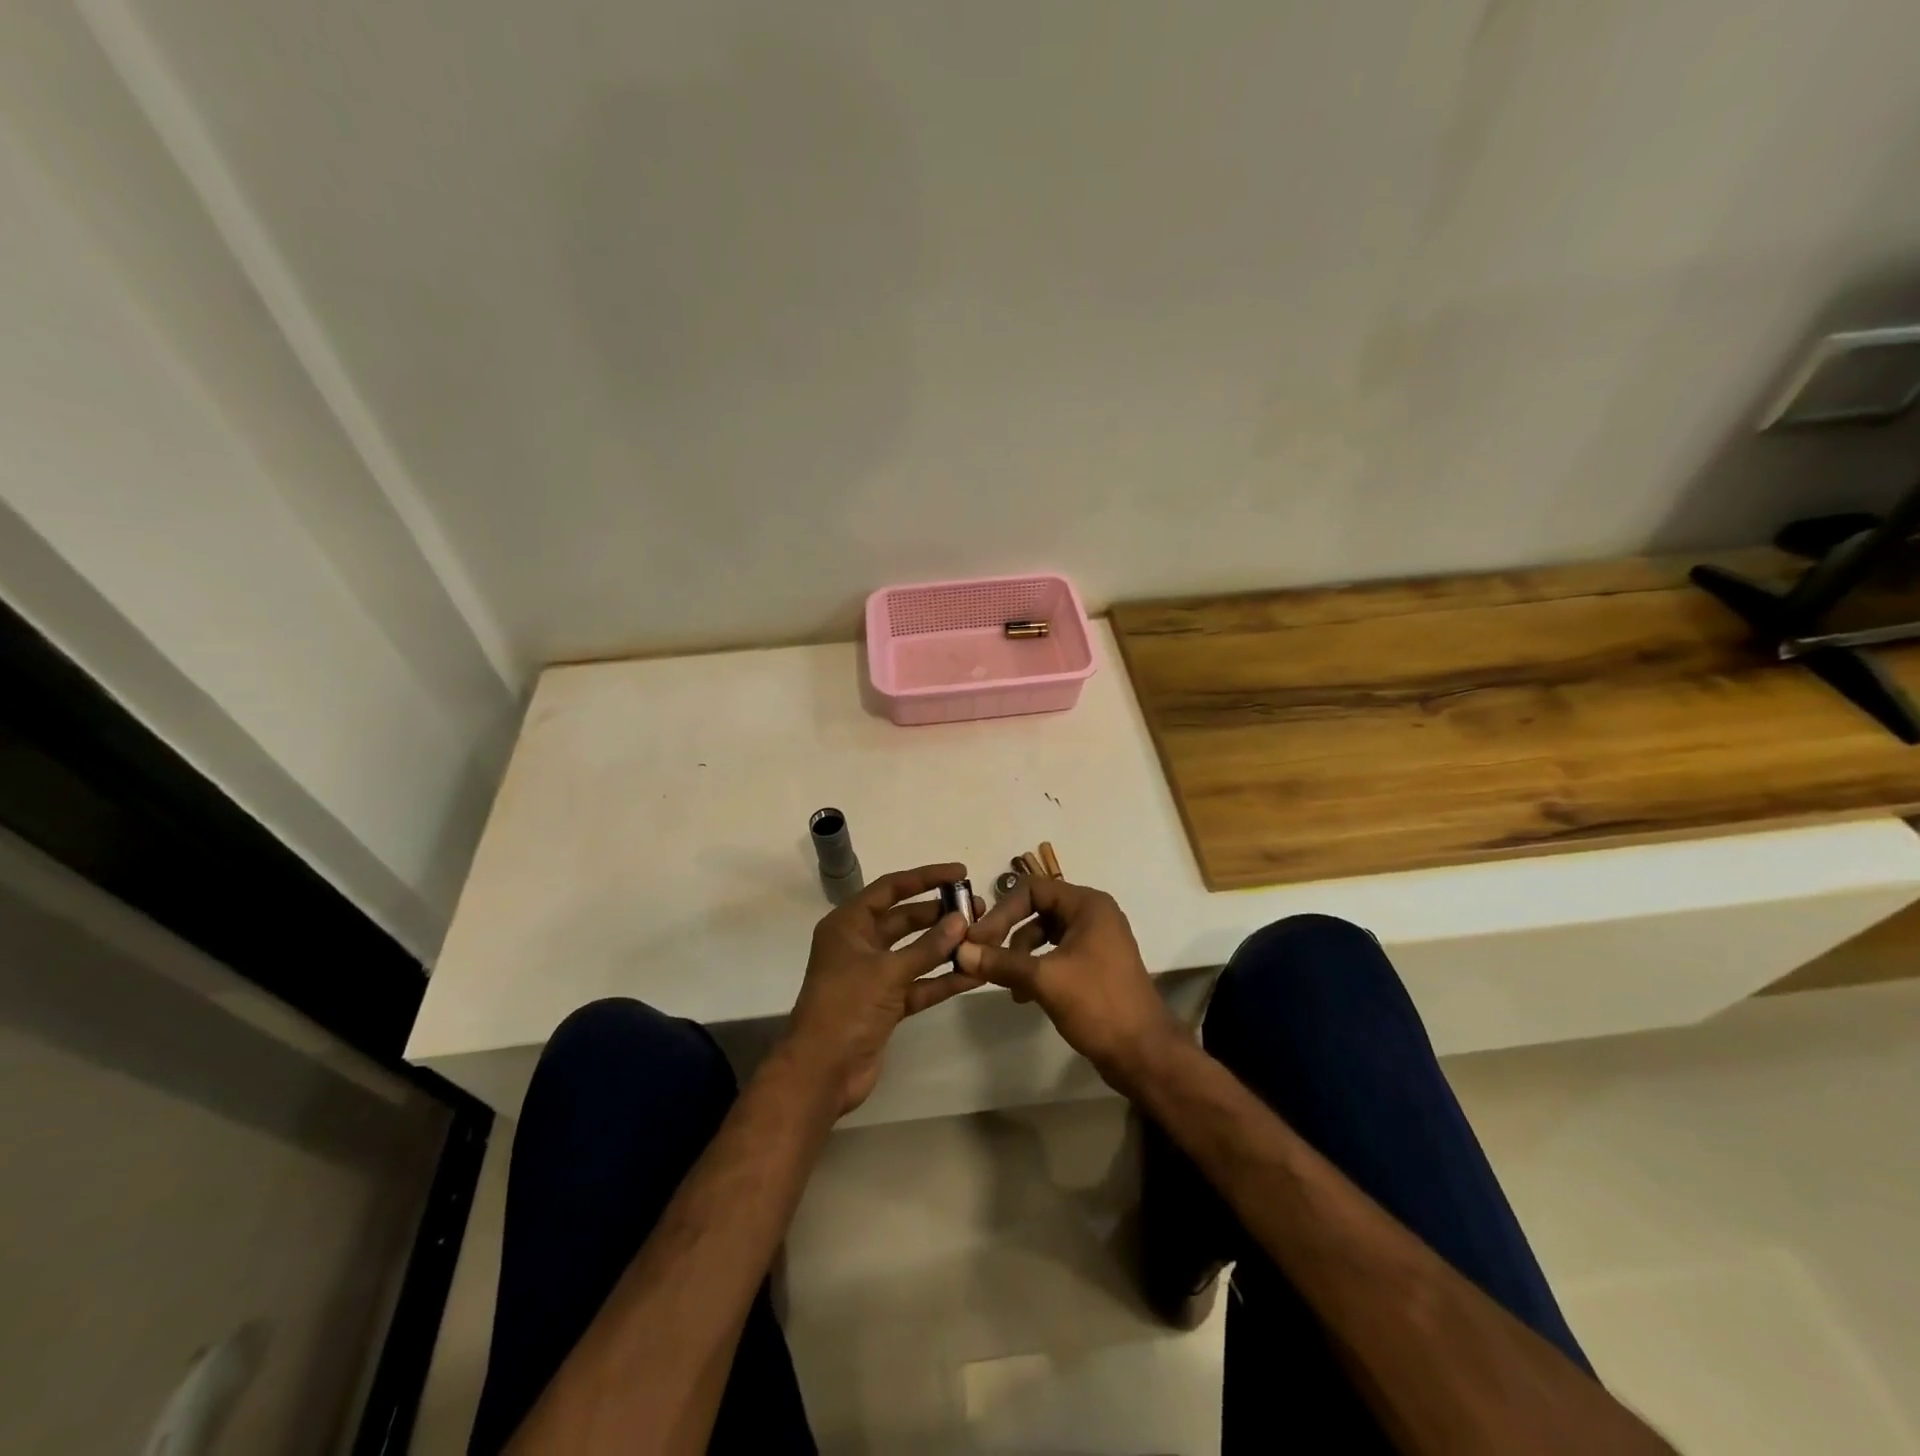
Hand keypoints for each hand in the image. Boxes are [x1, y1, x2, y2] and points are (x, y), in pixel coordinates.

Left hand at [784, 863, 984, 1115]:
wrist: (822, 1073)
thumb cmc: (846, 1008)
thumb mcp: (887, 972)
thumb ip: (927, 947)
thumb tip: (961, 920)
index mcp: (848, 924)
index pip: (891, 888)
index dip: (925, 877)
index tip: (961, 873)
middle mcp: (860, 944)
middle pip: (905, 919)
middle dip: (940, 914)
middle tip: (977, 910)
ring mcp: (873, 975)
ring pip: (915, 952)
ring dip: (945, 946)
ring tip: (982, 937)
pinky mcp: (885, 1004)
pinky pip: (919, 983)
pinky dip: (942, 979)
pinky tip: (974, 974)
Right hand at [955, 878, 1183, 1096]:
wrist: (1144, 1054)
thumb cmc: (1098, 1004)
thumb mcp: (1044, 980)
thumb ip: (1001, 962)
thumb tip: (960, 952)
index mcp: (1088, 905)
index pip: (1032, 889)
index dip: (1002, 911)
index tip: (978, 939)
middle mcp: (1093, 915)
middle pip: (1037, 909)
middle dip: (1009, 933)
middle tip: (983, 958)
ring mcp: (1096, 941)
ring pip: (1044, 935)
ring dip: (1020, 955)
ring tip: (1007, 985)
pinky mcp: (1094, 966)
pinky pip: (1055, 955)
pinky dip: (1036, 969)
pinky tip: (1024, 995)